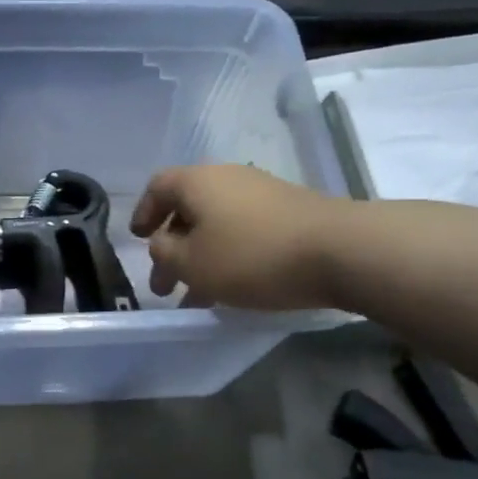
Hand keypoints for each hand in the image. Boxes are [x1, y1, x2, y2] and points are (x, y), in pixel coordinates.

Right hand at [129, 164, 342, 309]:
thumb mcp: (191, 263)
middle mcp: (228, 178)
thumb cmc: (251, 255)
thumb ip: (164, 252)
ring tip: (196, 300)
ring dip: (200, 259)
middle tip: (164, 287)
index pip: (158, 186)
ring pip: (216, 226)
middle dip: (171, 249)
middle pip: (188, 209)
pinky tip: (232, 290)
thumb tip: (162, 242)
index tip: (137, 240)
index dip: (142, 212)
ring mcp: (262, 193)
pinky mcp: (288, 213)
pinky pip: (243, 232)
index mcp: (198, 181)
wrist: (340, 250)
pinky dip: (228, 257)